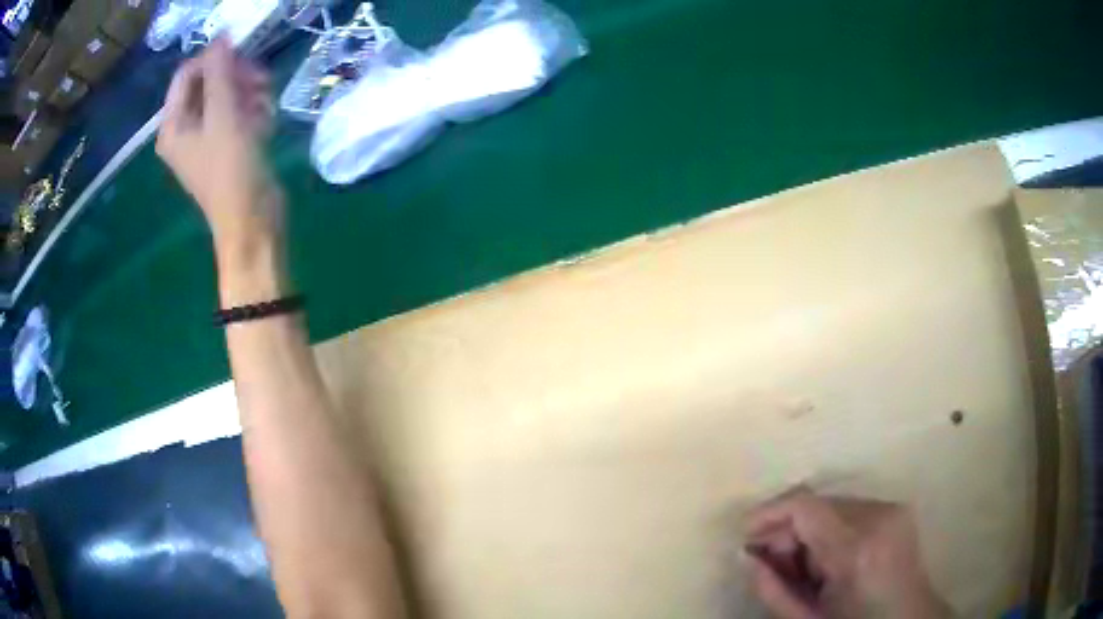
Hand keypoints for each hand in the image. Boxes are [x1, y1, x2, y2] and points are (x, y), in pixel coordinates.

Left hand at [156, 37, 281, 259]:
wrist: (253, 221)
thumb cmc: (231, 170)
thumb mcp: (223, 115)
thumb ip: (219, 72)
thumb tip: (220, 38)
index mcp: (173, 125)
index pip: (187, 73)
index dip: (214, 59)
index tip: (243, 55)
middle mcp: (185, 128)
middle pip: (208, 81)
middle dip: (235, 77)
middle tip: (260, 82)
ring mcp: (206, 137)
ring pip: (227, 94)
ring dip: (250, 93)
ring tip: (266, 106)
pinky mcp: (227, 144)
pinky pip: (238, 112)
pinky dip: (254, 110)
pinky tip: (266, 122)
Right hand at [745, 489, 951, 618]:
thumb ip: (773, 589)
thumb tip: (746, 556)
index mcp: (857, 549)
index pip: (805, 506)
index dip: (768, 513)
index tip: (745, 535)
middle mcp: (879, 517)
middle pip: (817, 504)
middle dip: (788, 531)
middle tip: (773, 564)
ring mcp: (892, 509)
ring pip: (832, 506)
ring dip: (809, 532)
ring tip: (806, 569)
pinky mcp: (897, 508)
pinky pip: (849, 510)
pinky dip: (830, 531)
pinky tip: (829, 560)